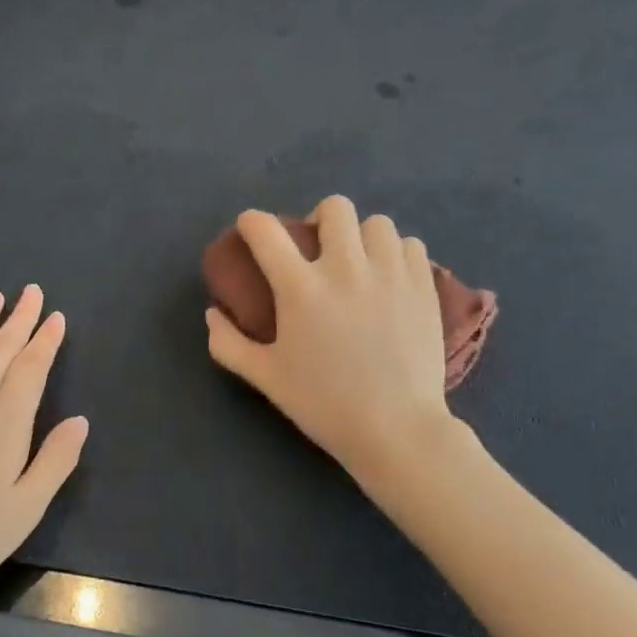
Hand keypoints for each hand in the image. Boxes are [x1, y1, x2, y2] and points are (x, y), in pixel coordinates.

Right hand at [205, 196, 454, 479]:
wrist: (396, 429)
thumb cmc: (325, 405)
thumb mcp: (266, 378)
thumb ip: (229, 344)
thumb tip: (212, 314)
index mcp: (301, 288)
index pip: (265, 230)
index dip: (251, 222)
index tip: (252, 230)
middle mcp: (346, 268)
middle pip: (334, 207)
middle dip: (319, 220)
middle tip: (319, 250)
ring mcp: (390, 274)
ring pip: (376, 223)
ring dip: (362, 237)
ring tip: (361, 264)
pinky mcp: (424, 286)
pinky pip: (411, 245)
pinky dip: (397, 254)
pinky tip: (391, 278)